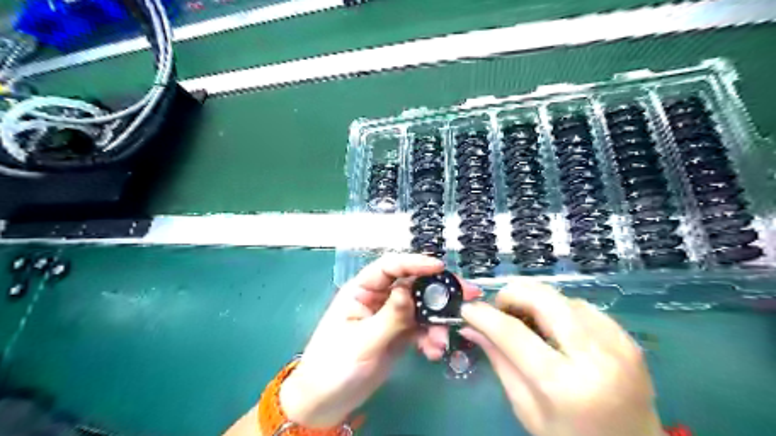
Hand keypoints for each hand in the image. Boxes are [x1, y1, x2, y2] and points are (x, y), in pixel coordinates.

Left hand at [283, 254, 478, 426]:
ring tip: (442, 341)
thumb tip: (409, 291)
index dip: (414, 262)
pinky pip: (421, 328)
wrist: (326, 402)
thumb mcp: (363, 341)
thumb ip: (389, 316)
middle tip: (467, 295)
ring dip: (436, 321)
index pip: (389, 267)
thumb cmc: (334, 366)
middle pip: (412, 284)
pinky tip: (433, 352)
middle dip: (437, 291)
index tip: (439, 267)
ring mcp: (390, 316)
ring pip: (420, 308)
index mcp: (362, 290)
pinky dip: (431, 337)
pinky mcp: (399, 334)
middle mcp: (378, 298)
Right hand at [460, 279, 666, 434]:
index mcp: (565, 385)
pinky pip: (582, 306)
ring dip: (535, 301)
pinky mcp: (627, 338)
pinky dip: (559, 309)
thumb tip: (471, 328)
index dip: (485, 316)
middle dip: (512, 294)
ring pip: (562, 297)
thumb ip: (499, 362)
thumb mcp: (527, 409)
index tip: (468, 309)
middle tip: (499, 308)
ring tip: (526, 321)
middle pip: (544, 299)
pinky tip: (554, 328)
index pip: (514, 334)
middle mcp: (596, 356)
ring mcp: (617, 343)